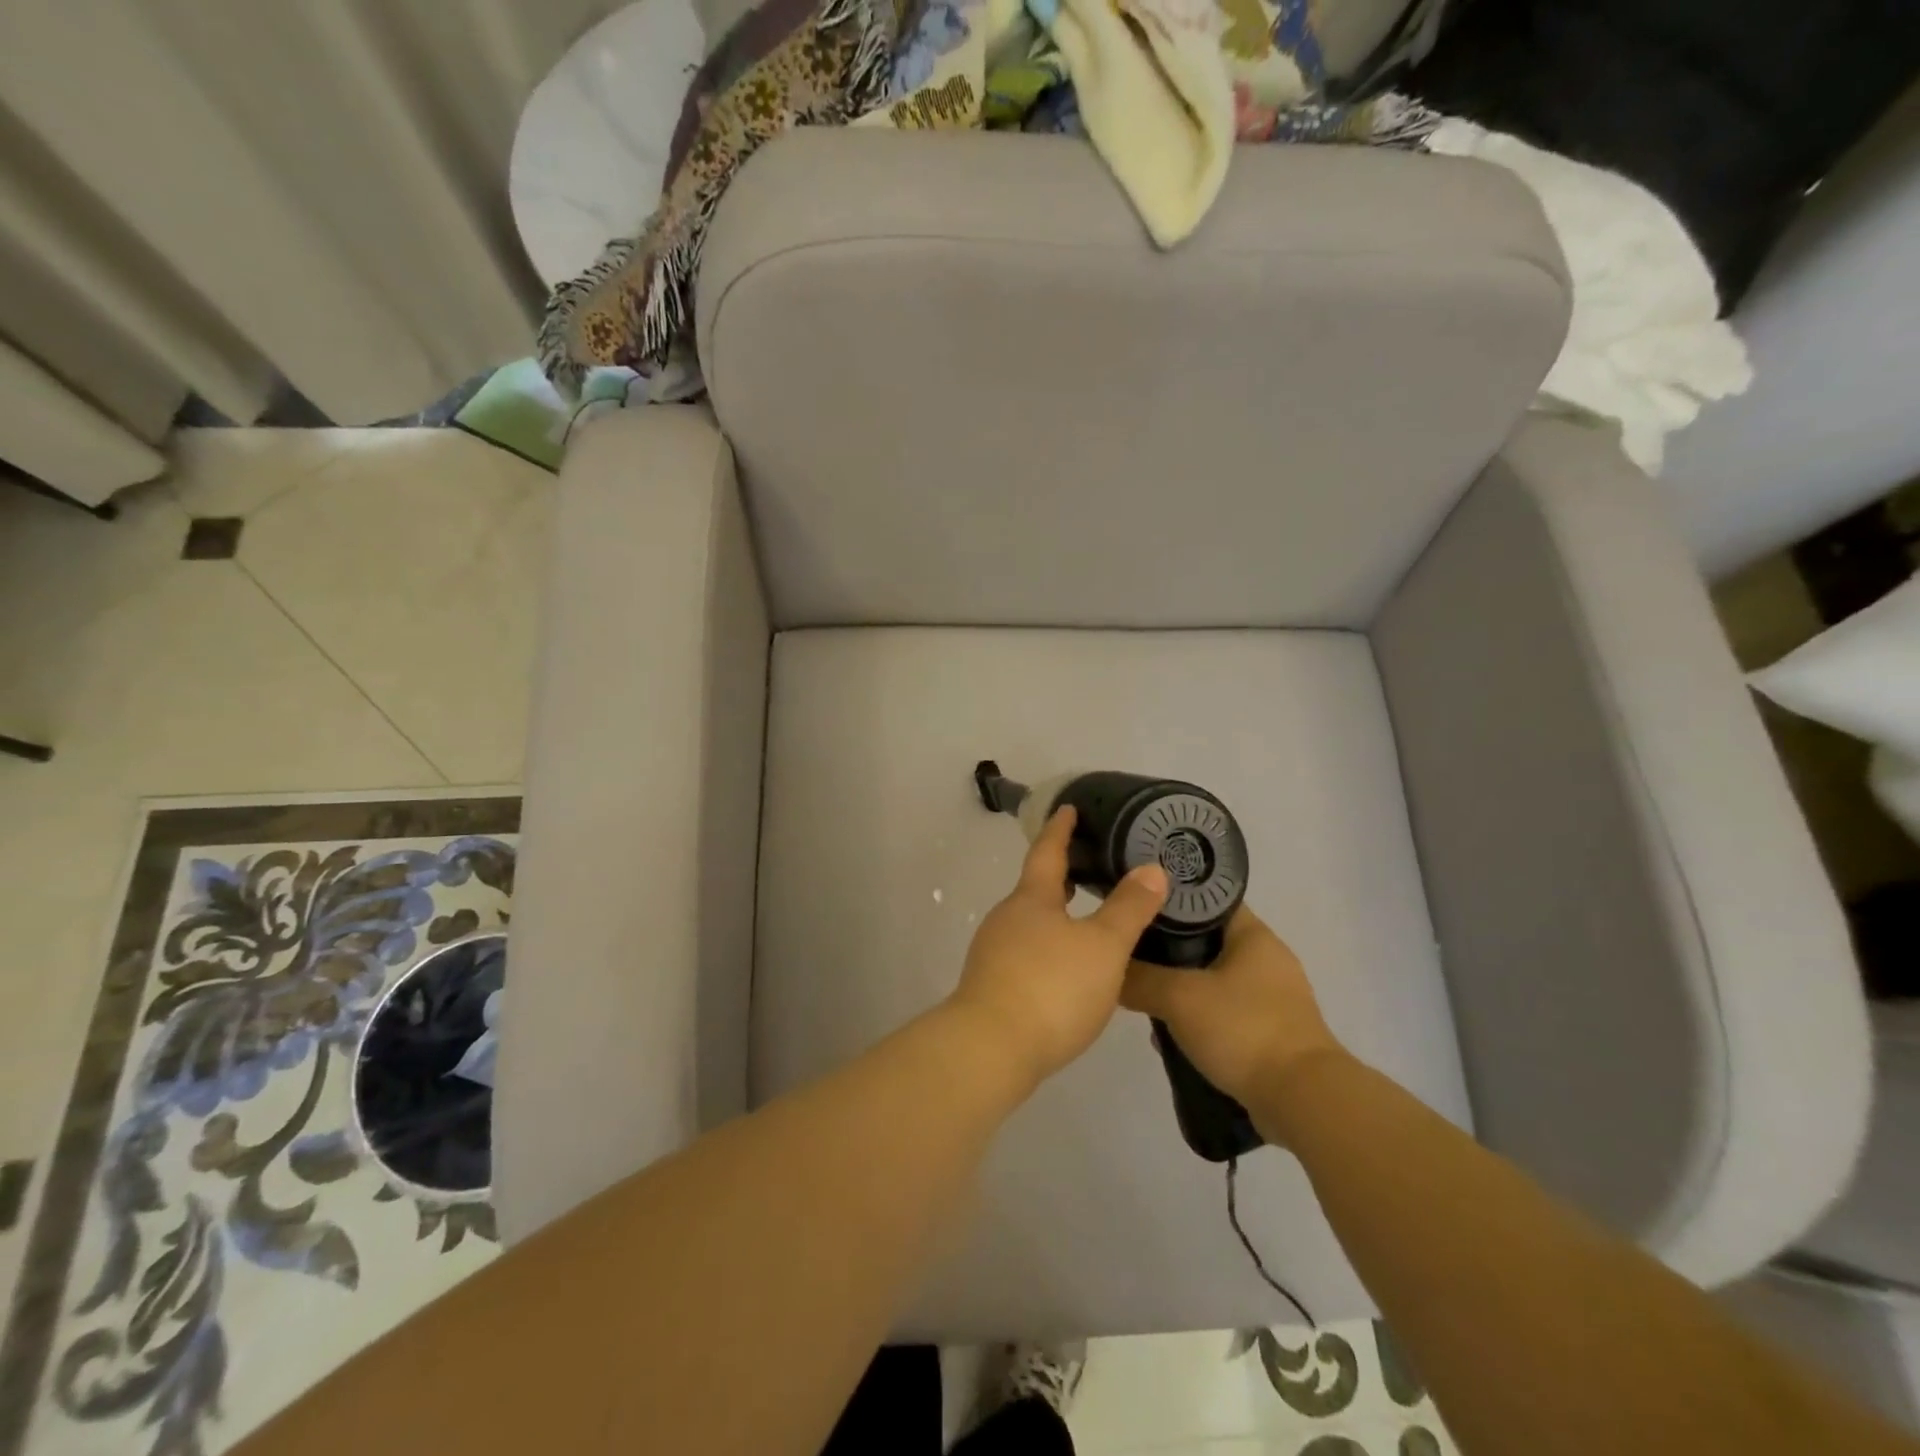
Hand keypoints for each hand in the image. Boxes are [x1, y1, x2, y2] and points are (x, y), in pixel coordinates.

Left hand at [949, 806, 1168, 1092]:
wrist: (991, 1048)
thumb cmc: (1052, 987)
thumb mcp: (1102, 946)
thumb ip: (1128, 909)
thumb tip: (1152, 868)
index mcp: (1031, 899)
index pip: (1047, 852)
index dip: (1060, 829)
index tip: (1068, 809)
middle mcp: (1007, 918)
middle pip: (1035, 888)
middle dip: (1061, 876)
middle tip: (1090, 867)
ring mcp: (994, 953)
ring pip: (1030, 923)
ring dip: (1056, 915)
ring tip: (1086, 920)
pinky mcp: (992, 986)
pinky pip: (1025, 953)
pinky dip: (1048, 947)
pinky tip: (1067, 969)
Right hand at [1120, 907, 1342, 1122]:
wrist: (1303, 1100)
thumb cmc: (1243, 1030)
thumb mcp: (1179, 998)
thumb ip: (1140, 979)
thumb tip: (1109, 969)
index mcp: (1254, 935)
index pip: (1207, 900)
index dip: (1171, 900)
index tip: (1136, 908)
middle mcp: (1268, 959)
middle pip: (1206, 941)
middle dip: (1169, 952)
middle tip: (1133, 957)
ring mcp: (1273, 998)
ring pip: (1213, 980)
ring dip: (1182, 989)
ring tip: (1146, 999)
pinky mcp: (1273, 1033)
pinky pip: (1225, 1013)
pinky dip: (1200, 1019)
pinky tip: (1173, 1035)